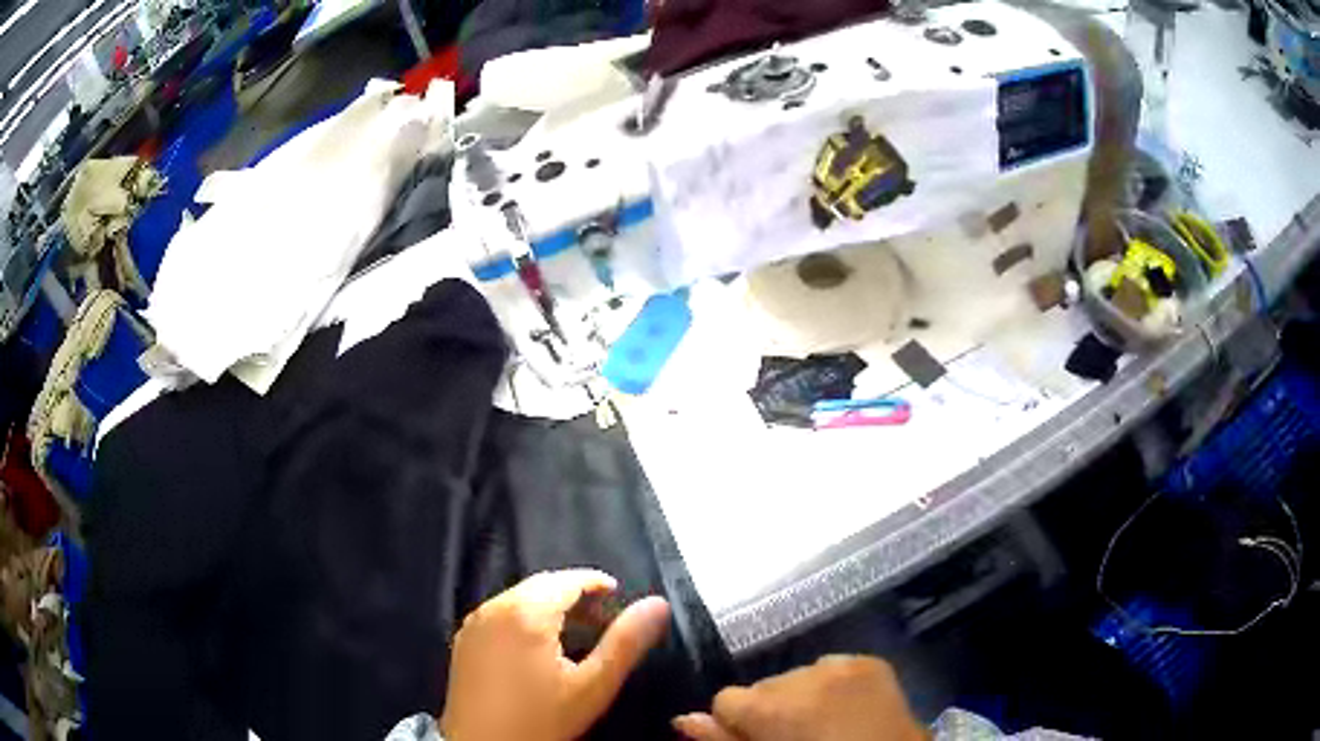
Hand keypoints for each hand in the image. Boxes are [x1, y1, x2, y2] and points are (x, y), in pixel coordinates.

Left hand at [441, 569, 669, 740]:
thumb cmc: (540, 720)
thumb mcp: (592, 686)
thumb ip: (626, 642)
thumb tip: (658, 604)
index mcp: (525, 612)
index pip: (566, 579)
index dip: (595, 582)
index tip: (618, 595)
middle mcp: (494, 608)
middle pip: (540, 585)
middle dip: (574, 594)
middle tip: (602, 619)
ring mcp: (474, 624)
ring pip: (518, 599)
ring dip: (549, 606)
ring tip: (576, 633)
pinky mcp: (463, 641)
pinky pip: (499, 614)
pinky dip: (525, 618)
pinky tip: (538, 648)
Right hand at [673, 655, 927, 740]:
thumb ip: (722, 740)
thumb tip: (683, 719)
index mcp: (770, 704)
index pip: (726, 699)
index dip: (738, 723)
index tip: (757, 739)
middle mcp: (801, 674)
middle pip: (764, 686)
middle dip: (771, 708)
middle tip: (794, 735)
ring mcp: (841, 664)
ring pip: (797, 675)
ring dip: (802, 695)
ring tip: (823, 722)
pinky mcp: (870, 661)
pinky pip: (833, 666)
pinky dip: (832, 685)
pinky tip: (846, 708)